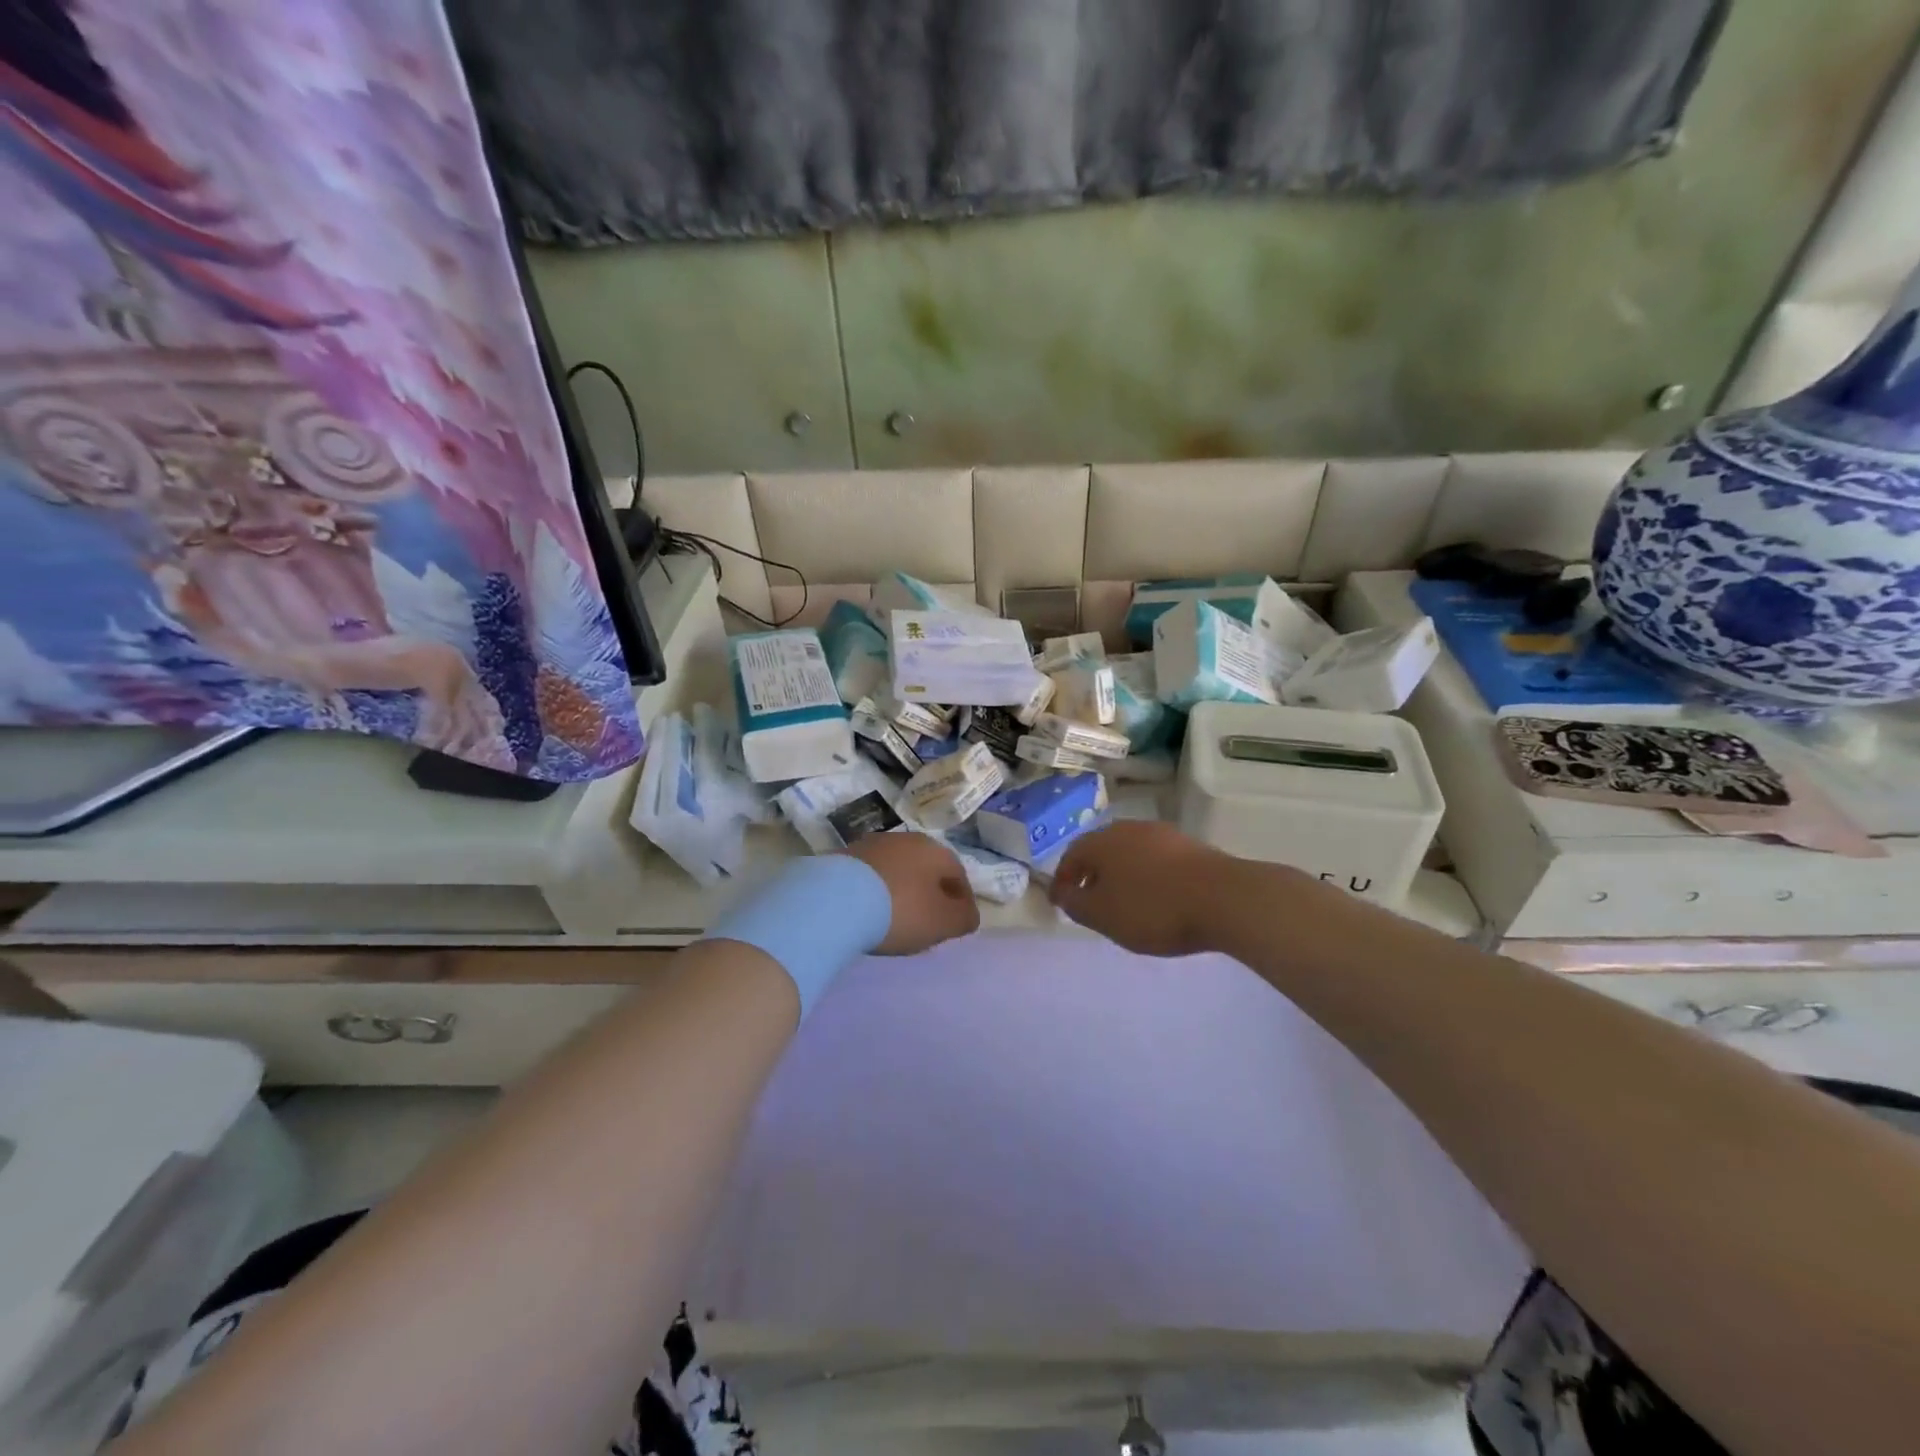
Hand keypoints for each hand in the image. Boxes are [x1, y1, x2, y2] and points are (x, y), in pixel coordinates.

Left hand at [839, 834, 980, 953]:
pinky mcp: (845, 856)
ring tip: (894, 919)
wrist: (835, 900)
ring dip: (902, 891)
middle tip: (926, 923)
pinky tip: (868, 911)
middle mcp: (907, 839)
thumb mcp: (943, 922)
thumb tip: (968, 914)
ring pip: (898, 870)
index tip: (955, 925)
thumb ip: (964, 918)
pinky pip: (871, 876)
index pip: (959, 875)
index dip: (961, 902)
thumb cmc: (900, 910)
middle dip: (930, 894)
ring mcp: (873, 844)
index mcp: (936, 851)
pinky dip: (876, 892)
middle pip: (927, 870)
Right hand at [1047, 821, 1241, 956]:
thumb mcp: (1104, 915)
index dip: (1063, 880)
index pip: (1071, 856)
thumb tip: (1064, 891)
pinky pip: (1156, 860)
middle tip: (1090, 900)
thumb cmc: (1153, 908)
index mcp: (1101, 841)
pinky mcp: (1189, 845)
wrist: (1224, 898)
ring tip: (1125, 902)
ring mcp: (1162, 833)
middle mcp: (1128, 828)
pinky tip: (1156, 897)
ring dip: (1121, 874)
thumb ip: (1076, 903)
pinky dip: (1147, 876)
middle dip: (1092, 874)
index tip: (1060, 901)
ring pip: (1129, 853)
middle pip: (1101, 850)